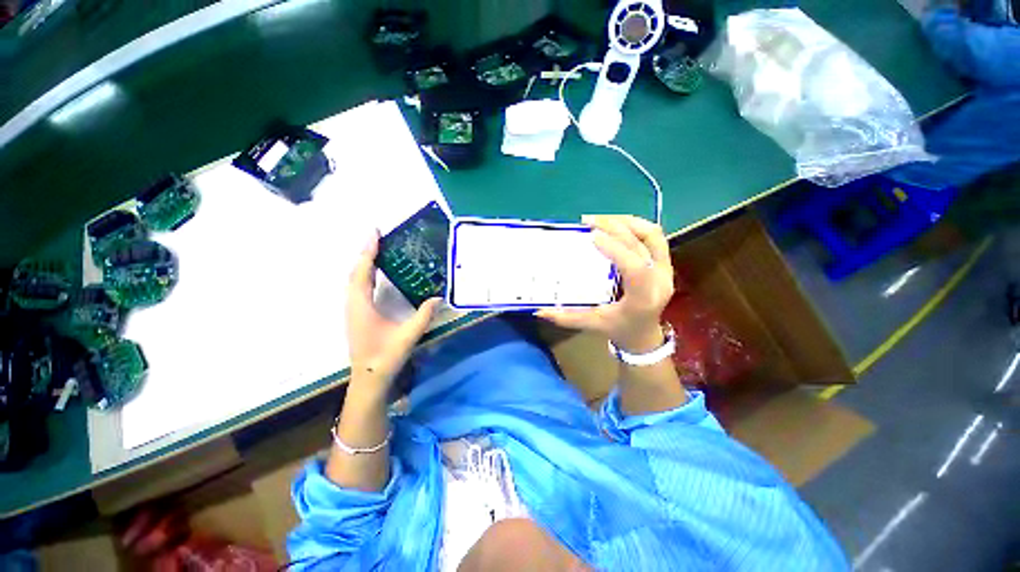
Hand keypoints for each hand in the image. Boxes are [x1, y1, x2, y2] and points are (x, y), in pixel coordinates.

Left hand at [346, 231, 440, 389]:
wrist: (368, 378)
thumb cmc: (385, 357)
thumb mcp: (407, 336)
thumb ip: (423, 316)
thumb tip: (439, 297)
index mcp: (362, 305)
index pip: (363, 271)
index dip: (369, 251)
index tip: (375, 232)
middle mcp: (353, 304)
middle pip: (356, 271)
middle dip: (366, 252)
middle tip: (378, 236)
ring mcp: (353, 309)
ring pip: (355, 279)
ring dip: (364, 262)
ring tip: (378, 249)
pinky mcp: (357, 314)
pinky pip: (358, 286)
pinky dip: (365, 274)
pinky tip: (375, 274)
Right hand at [537, 215, 673, 352]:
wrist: (644, 334)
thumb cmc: (618, 329)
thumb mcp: (592, 325)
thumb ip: (567, 318)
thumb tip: (539, 310)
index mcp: (642, 299)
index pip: (635, 269)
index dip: (616, 249)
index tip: (592, 235)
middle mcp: (660, 281)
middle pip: (643, 245)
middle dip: (615, 227)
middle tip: (588, 221)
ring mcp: (666, 269)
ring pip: (652, 235)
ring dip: (626, 222)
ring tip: (601, 218)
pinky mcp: (665, 262)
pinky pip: (653, 236)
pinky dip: (634, 225)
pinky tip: (615, 223)